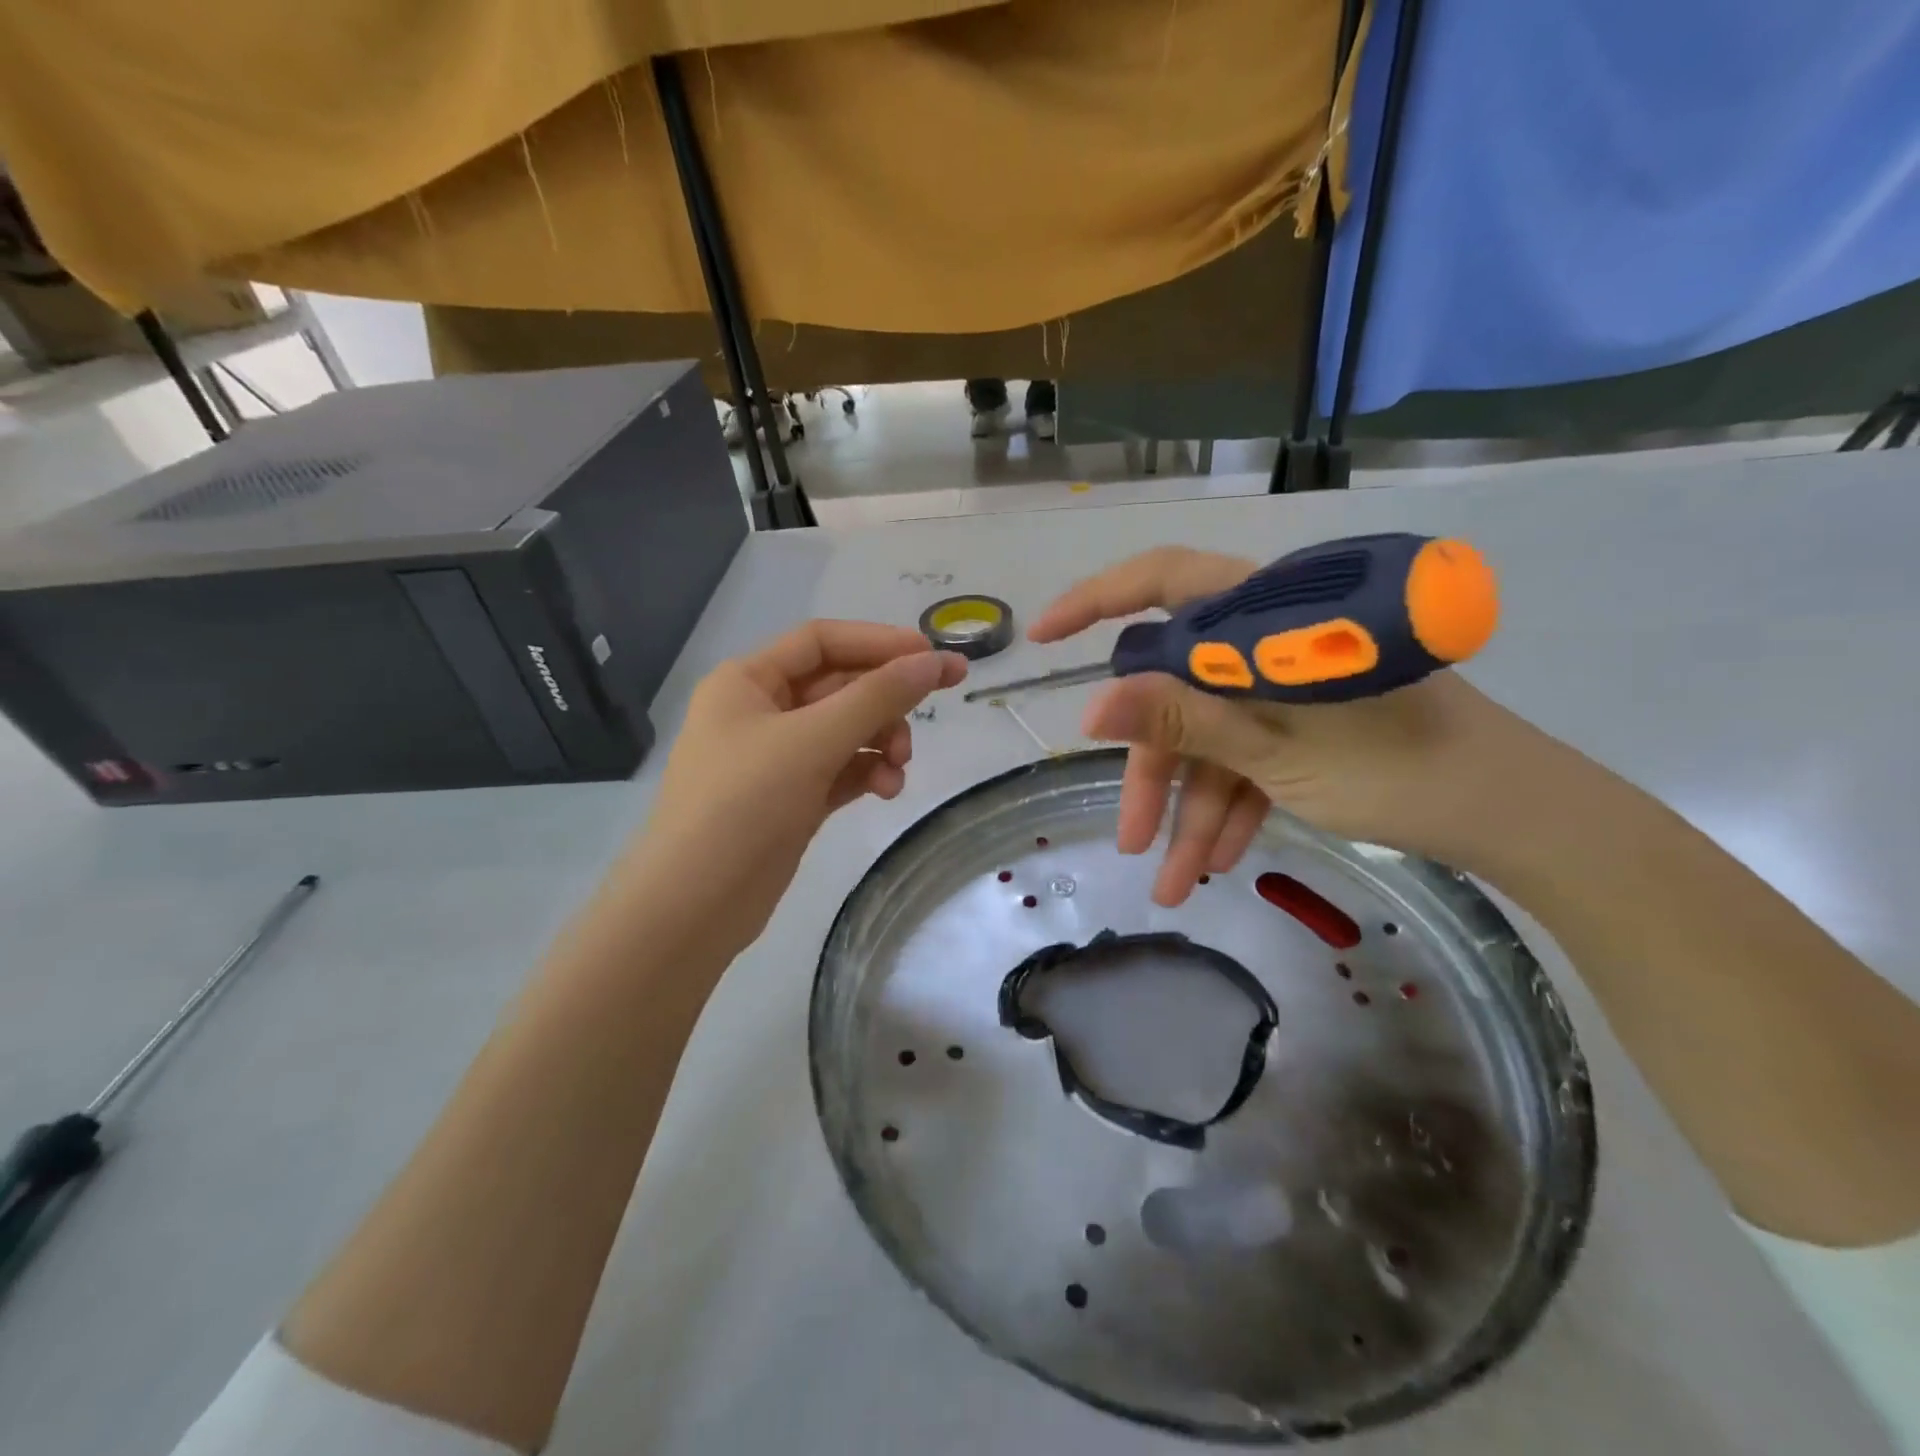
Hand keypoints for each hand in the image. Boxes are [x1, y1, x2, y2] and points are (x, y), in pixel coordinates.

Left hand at [616, 621, 966, 952]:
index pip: (822, 641)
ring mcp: (776, 758)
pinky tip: (887, 790)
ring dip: (881, 739)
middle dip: (886, 698)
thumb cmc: (743, 805)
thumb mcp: (813, 742)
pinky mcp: (792, 798)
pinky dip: (868, 773)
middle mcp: (760, 711)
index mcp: (747, 681)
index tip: (931, 654)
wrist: (694, 906)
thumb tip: (933, 661)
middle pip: (839, 685)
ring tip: (901, 766)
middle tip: (944, 697)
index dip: (879, 642)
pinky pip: (841, 769)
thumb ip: (877, 698)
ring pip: (845, 730)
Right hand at [1030, 547, 1546, 903]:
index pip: (1162, 581)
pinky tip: (1221, 861)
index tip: (1043, 639)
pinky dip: (1234, 805)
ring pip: (1213, 735)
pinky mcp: (1310, 720)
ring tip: (1175, 882)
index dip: (1094, 602)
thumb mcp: (1276, 749)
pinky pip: (1252, 756)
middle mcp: (1268, 641)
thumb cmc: (1400, 768)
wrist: (1518, 816)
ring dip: (1191, 807)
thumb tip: (1091, 706)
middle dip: (1154, 769)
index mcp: (1265, 617)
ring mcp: (1288, 684)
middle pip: (1180, 689)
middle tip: (1130, 839)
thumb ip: (1183, 717)